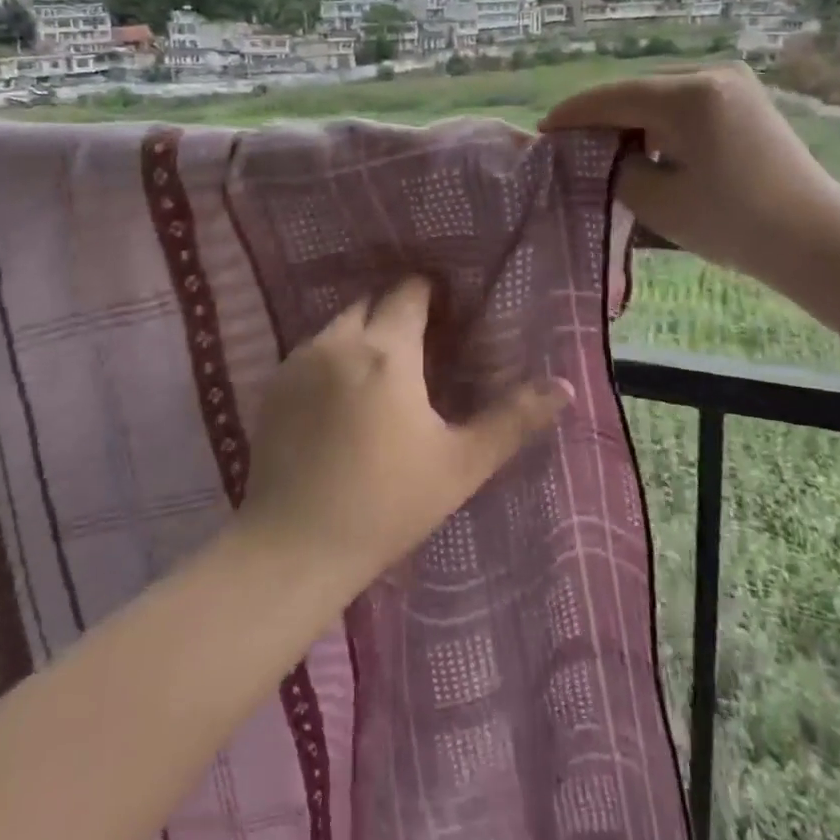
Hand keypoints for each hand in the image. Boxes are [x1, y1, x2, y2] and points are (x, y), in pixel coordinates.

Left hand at [238, 277, 572, 588]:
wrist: (293, 547)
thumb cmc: (387, 504)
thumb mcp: (460, 464)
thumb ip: (513, 419)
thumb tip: (564, 386)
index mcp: (387, 351)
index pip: (409, 292)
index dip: (430, 293)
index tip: (447, 311)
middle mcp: (340, 341)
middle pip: (372, 301)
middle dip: (396, 309)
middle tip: (420, 344)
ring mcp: (300, 360)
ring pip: (340, 323)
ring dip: (364, 331)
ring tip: (382, 369)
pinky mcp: (274, 383)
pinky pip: (312, 349)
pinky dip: (333, 355)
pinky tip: (342, 395)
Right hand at [541, 65, 839, 286]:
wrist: (819, 241)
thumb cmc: (735, 222)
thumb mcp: (659, 200)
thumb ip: (619, 170)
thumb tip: (608, 156)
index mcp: (689, 95)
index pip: (613, 97)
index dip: (573, 114)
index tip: (544, 130)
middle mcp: (712, 76)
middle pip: (637, 91)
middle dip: (601, 117)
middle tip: (569, 143)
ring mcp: (734, 87)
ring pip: (661, 98)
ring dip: (631, 121)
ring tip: (604, 149)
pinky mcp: (747, 104)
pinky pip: (686, 106)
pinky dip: (660, 125)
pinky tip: (647, 148)